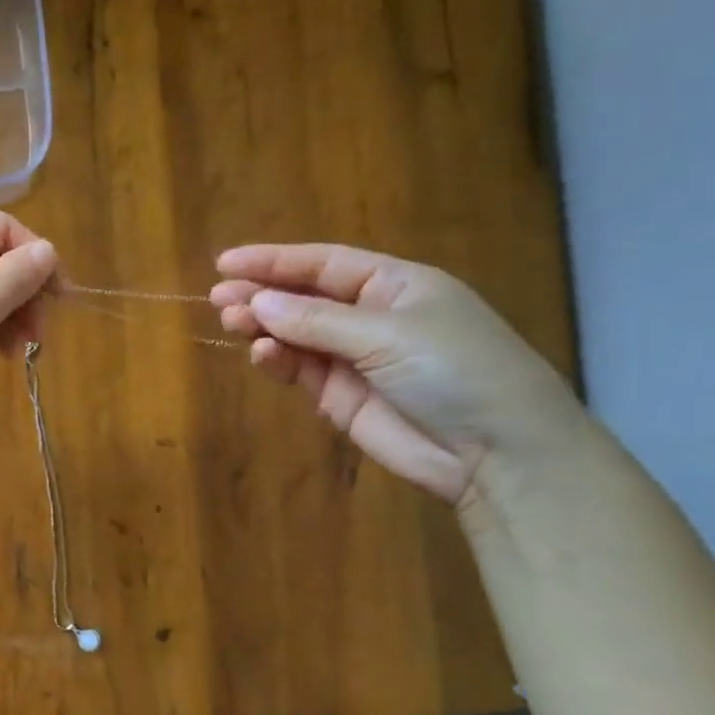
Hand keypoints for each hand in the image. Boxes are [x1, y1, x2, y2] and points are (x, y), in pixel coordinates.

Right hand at [210, 244, 584, 505]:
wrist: (495, 453)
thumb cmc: (454, 371)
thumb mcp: (387, 334)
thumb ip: (317, 319)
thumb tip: (258, 302)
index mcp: (395, 285)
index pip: (324, 264)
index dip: (274, 260)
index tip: (225, 262)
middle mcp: (371, 317)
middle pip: (304, 298)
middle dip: (262, 294)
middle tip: (219, 298)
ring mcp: (354, 358)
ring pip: (295, 334)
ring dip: (264, 327)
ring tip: (232, 322)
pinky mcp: (341, 397)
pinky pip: (300, 370)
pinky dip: (278, 360)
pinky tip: (262, 354)